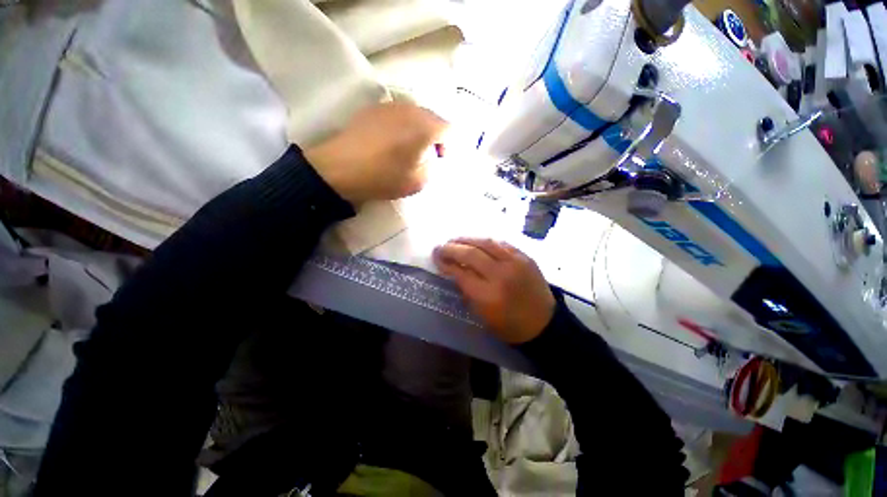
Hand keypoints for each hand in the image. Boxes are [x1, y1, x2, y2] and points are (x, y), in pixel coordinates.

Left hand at [304, 102, 447, 204]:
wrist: (341, 169)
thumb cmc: (384, 177)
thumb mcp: (418, 182)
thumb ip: (433, 167)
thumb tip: (431, 157)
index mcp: (425, 127)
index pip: (449, 129)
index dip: (448, 145)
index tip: (439, 160)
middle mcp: (410, 109)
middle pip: (432, 118)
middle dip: (433, 137)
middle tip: (425, 156)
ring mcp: (390, 106)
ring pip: (414, 115)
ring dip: (417, 131)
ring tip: (406, 149)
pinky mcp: (373, 109)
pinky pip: (397, 115)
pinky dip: (400, 127)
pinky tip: (389, 142)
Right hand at [433, 238, 555, 343]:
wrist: (544, 324)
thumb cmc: (510, 326)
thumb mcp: (482, 315)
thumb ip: (467, 291)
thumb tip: (454, 271)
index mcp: (488, 295)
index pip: (460, 272)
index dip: (445, 263)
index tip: (436, 257)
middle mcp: (500, 275)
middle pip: (471, 253)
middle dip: (451, 248)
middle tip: (440, 246)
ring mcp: (515, 263)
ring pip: (486, 243)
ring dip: (467, 239)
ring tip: (455, 240)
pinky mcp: (524, 257)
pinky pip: (501, 243)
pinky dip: (485, 241)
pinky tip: (477, 242)